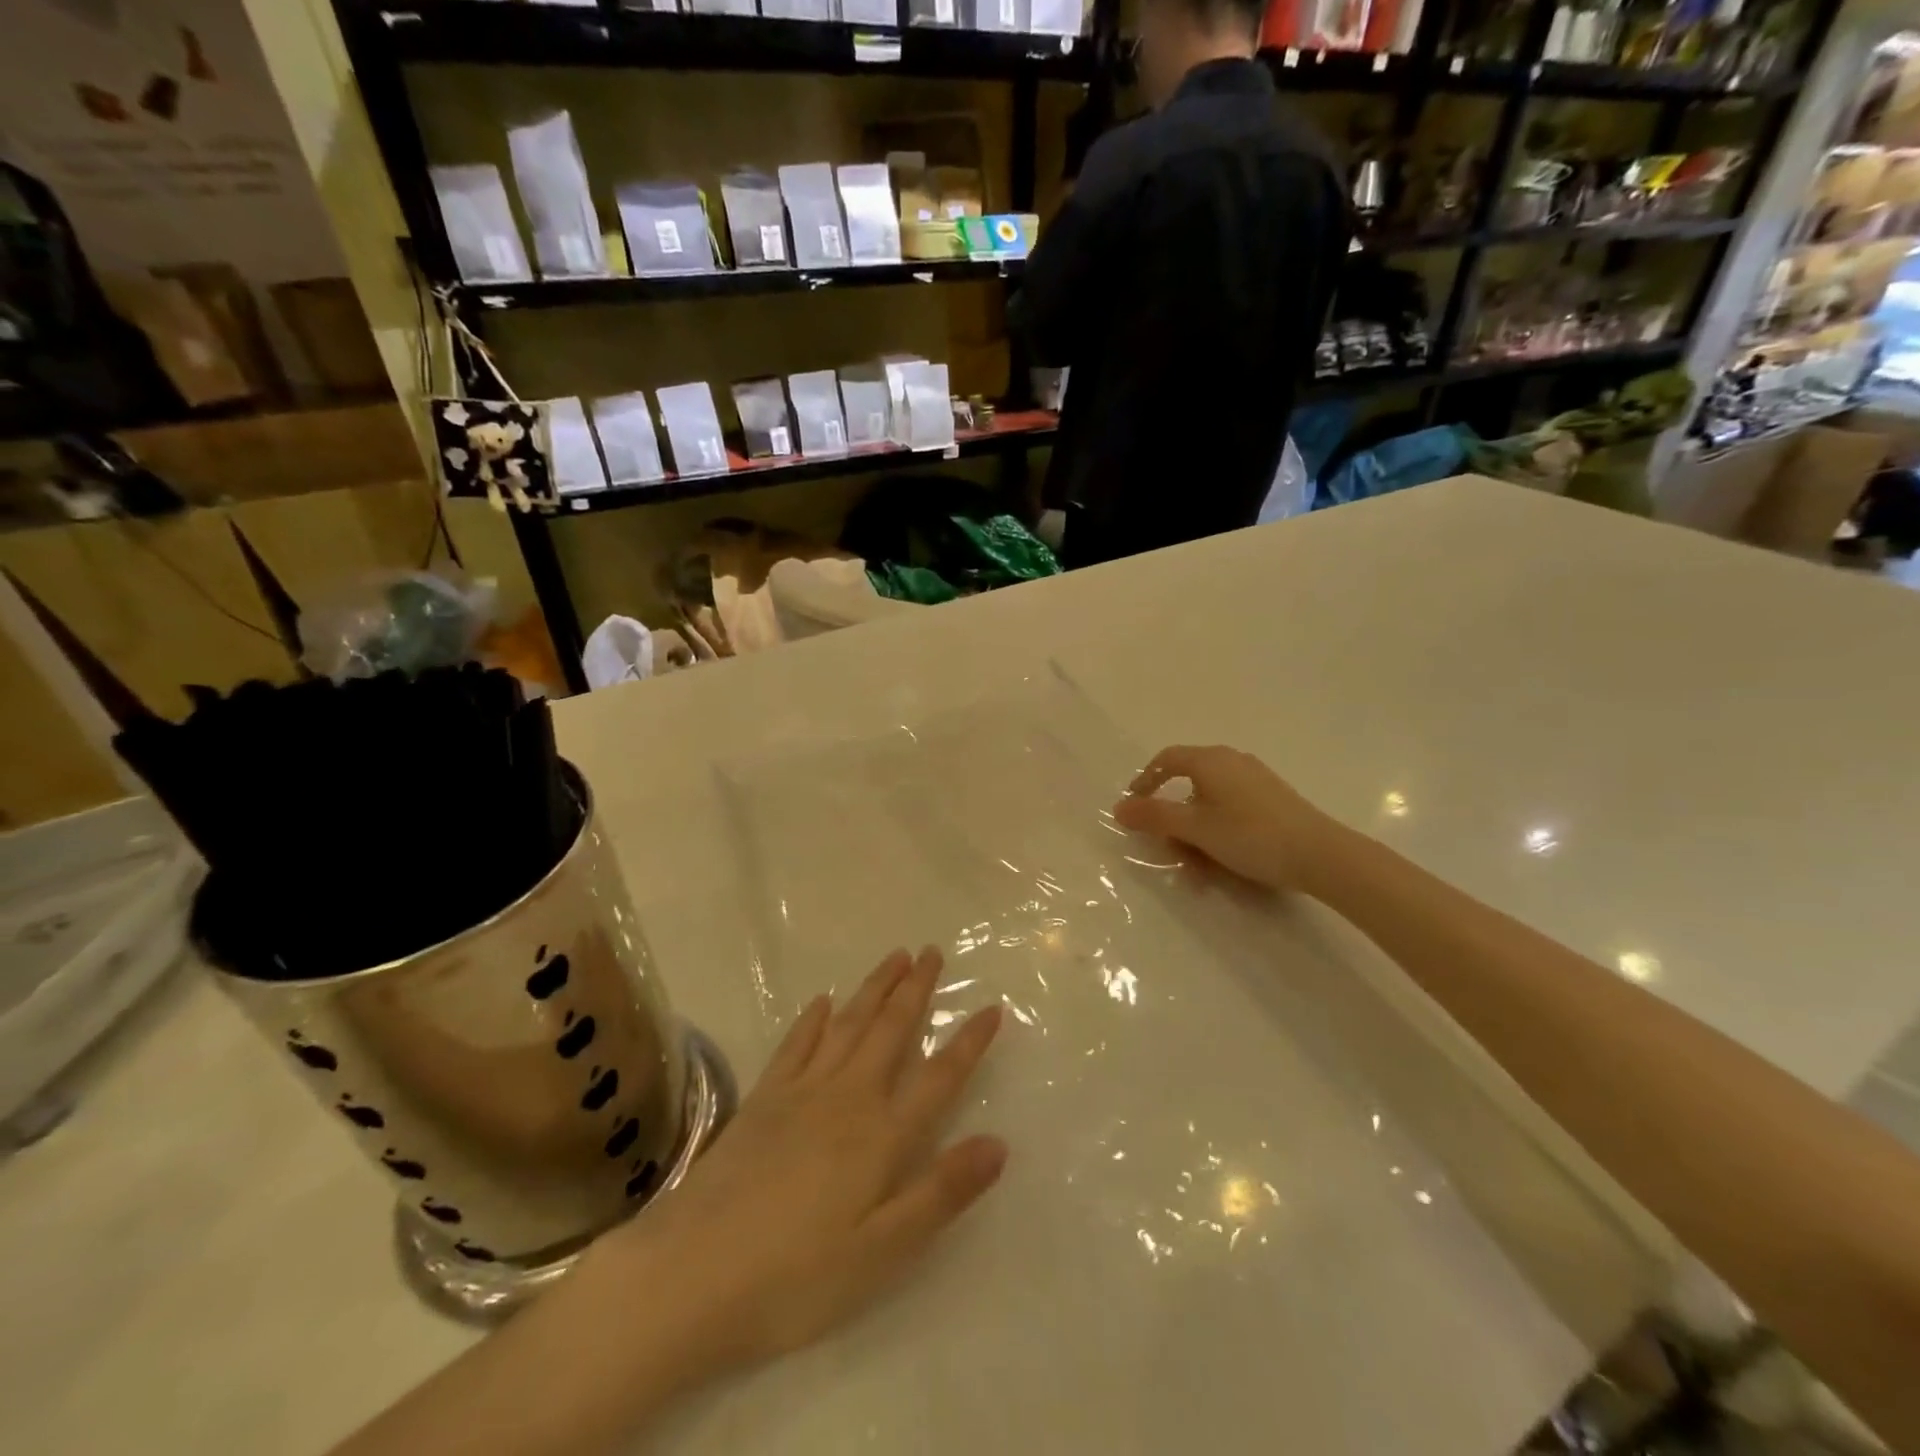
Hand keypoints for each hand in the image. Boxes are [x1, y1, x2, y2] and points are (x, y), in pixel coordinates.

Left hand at [594, 948, 1004, 1385]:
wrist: (689, 1275)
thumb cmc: (794, 1278)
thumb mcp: (881, 1252)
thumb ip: (940, 1193)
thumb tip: (998, 1143)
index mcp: (881, 1135)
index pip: (938, 1077)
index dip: (968, 1042)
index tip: (991, 1007)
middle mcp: (847, 1098)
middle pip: (890, 1031)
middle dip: (915, 989)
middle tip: (933, 952)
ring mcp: (800, 1092)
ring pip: (848, 1024)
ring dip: (874, 988)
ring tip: (895, 957)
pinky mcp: (762, 1099)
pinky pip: (796, 1044)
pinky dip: (813, 1018)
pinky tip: (822, 1001)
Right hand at [1112, 744, 1341, 892]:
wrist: (1320, 854)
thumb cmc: (1250, 835)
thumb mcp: (1195, 829)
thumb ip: (1154, 817)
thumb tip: (1119, 808)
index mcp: (1210, 761)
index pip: (1166, 759)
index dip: (1145, 781)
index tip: (1133, 808)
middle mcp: (1232, 762)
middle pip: (1188, 786)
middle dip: (1173, 822)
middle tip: (1168, 850)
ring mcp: (1255, 781)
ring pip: (1210, 806)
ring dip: (1195, 837)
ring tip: (1197, 873)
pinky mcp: (1272, 801)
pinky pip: (1231, 813)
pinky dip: (1218, 836)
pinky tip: (1222, 866)